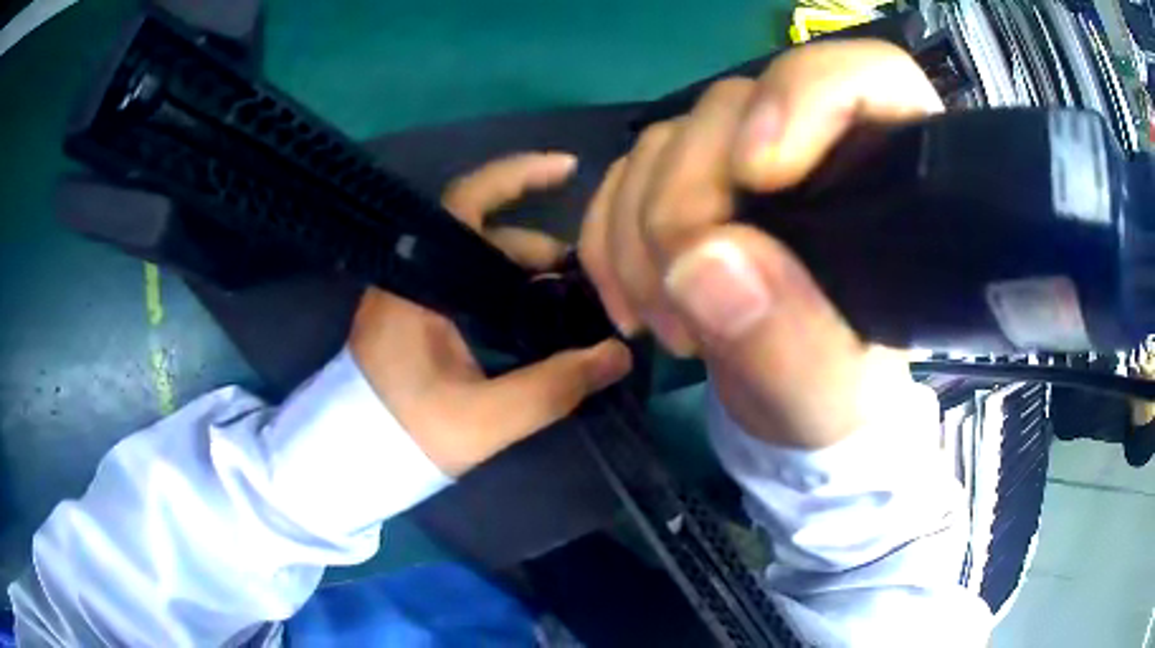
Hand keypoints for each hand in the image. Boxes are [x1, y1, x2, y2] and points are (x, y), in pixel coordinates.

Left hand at [350, 153, 631, 475]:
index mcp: (418, 281)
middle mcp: (411, 274)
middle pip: (482, 235)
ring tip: (568, 306)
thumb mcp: (484, 419)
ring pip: (475, 262)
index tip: (569, 168)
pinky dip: (502, 292)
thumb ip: (553, 387)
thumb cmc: (406, 434)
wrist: (352, 459)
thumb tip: (619, 355)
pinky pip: (465, 285)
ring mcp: (409, 294)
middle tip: (585, 282)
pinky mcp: (412, 315)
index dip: (519, 176)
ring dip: (522, 275)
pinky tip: (533, 320)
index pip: (467, 202)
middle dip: (537, 249)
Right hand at [579, 40, 941, 448]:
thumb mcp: (833, 399)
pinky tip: (629, 303)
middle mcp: (814, 146)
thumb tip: (702, 263)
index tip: (759, 175)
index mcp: (891, 179)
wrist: (793, 406)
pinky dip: (609, 237)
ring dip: (639, 234)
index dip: (803, 96)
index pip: (866, 77)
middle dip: (686, 201)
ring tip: (668, 328)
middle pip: (733, 108)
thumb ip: (794, 345)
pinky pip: (625, 176)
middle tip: (682, 301)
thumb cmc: (839, 398)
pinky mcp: (690, 181)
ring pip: (667, 140)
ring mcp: (743, 157)